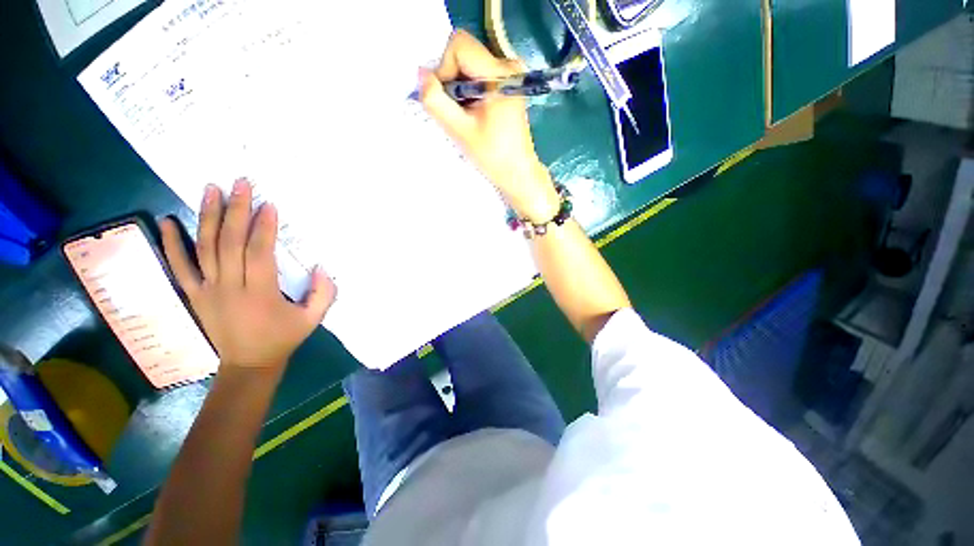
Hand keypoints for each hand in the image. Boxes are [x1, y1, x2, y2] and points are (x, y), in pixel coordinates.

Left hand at [159, 179, 335, 371]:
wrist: (248, 364)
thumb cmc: (283, 338)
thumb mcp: (313, 319)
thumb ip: (323, 293)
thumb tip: (321, 267)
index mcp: (260, 294)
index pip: (259, 253)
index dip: (264, 227)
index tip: (268, 204)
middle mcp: (229, 287)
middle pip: (230, 243)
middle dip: (237, 211)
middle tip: (240, 184)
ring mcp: (207, 290)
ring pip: (204, 248)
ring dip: (208, 217)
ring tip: (210, 189)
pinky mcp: (194, 295)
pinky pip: (180, 267)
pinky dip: (171, 244)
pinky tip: (168, 222)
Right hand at [419, 30, 559, 223]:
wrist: (518, 172)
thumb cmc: (493, 156)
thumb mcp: (460, 131)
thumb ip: (436, 101)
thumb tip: (421, 74)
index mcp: (500, 74)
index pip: (459, 46)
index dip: (444, 69)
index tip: (449, 100)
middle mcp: (508, 65)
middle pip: (464, 53)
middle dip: (451, 80)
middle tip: (457, 111)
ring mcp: (510, 74)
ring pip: (469, 64)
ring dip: (459, 88)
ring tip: (467, 116)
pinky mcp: (508, 84)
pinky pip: (478, 74)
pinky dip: (469, 91)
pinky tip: (474, 113)